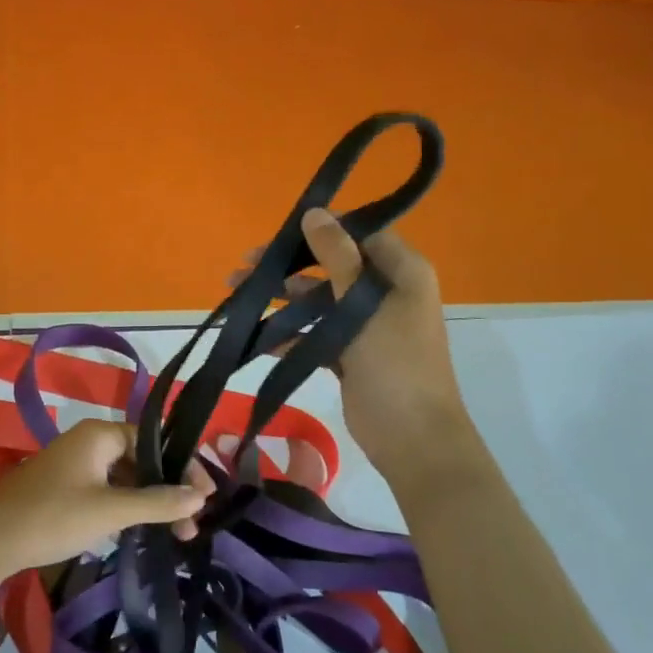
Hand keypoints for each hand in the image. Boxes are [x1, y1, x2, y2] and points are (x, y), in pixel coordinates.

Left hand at [0, 419, 211, 578]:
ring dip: (149, 501)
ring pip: (124, 477)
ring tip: (176, 532)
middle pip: (141, 458)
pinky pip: (107, 489)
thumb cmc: (53, 516)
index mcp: (99, 434)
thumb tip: (200, 497)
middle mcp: (88, 441)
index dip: (183, 466)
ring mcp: (74, 464)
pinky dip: (127, 506)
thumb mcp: (110, 511)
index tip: (208, 495)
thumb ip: (157, 502)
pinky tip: (142, 530)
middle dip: (169, 489)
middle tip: (194, 521)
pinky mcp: (64, 487)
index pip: (154, 441)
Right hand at [246, 209, 474, 491]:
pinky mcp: (350, 355)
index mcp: (403, 273)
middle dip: (290, 264)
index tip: (282, 231)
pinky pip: (315, 334)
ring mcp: (367, 325)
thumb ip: (338, 256)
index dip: (323, 228)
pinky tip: (258, 336)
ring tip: (239, 293)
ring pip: (319, 300)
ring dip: (283, 297)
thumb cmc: (396, 362)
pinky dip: (289, 333)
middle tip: (247, 264)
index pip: (361, 233)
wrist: (413, 439)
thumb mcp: (365, 304)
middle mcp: (386, 293)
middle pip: (333, 265)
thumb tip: (314, 212)